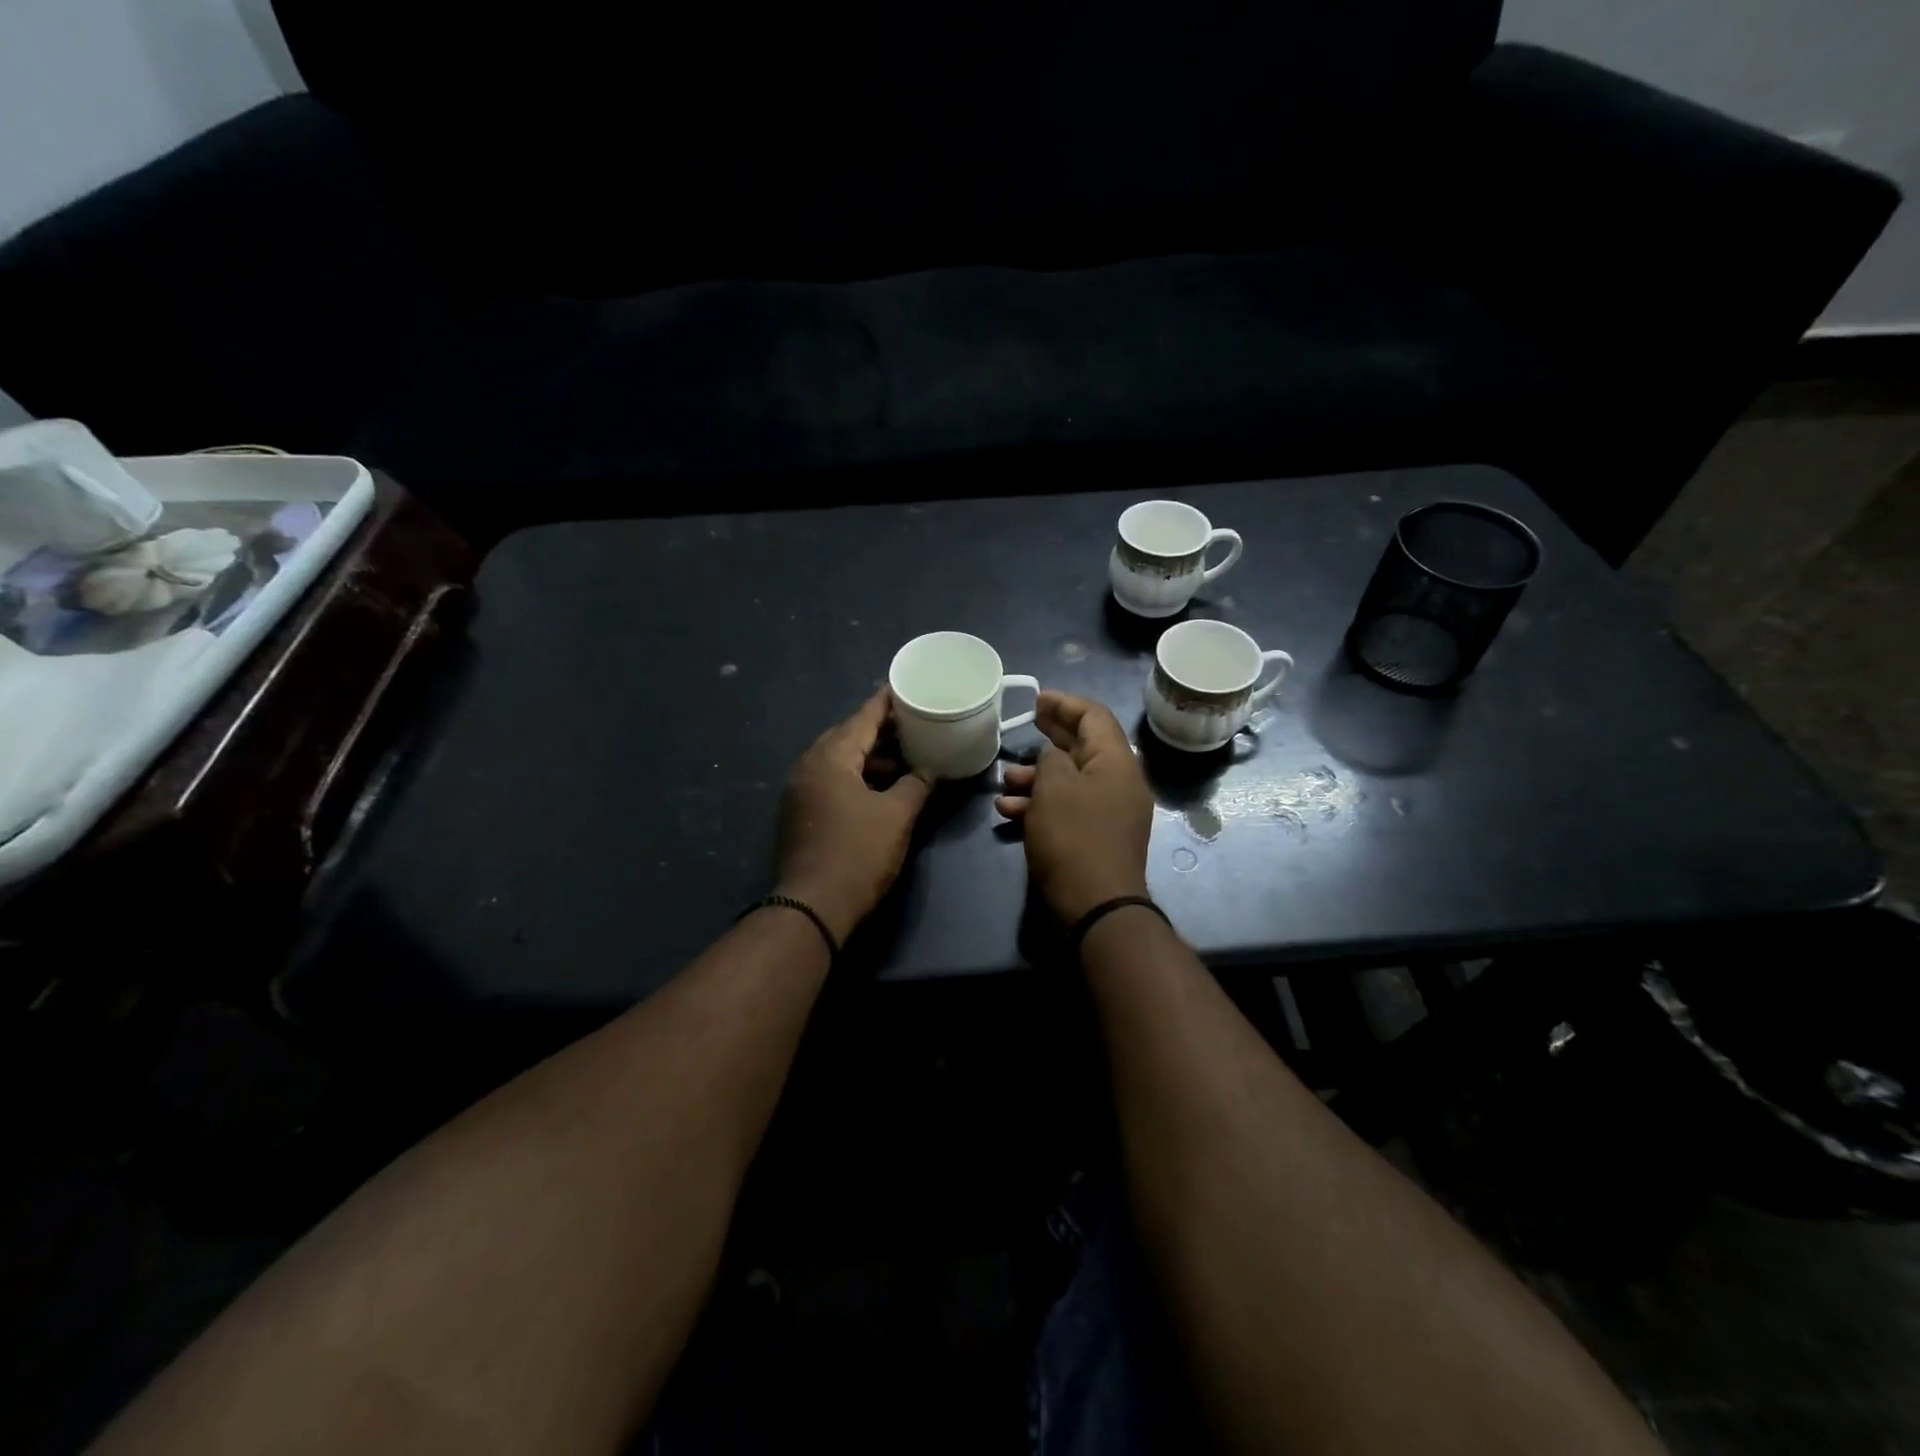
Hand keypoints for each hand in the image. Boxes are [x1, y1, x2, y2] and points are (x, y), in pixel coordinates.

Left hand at [776, 689, 932, 943]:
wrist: (813, 906)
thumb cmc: (858, 853)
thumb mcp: (897, 815)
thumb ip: (916, 785)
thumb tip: (929, 770)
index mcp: (830, 758)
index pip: (862, 718)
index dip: (885, 703)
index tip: (903, 687)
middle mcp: (807, 767)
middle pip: (845, 736)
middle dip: (877, 730)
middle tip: (908, 723)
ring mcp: (798, 792)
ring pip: (836, 761)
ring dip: (866, 757)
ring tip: (900, 758)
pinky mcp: (798, 814)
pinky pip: (828, 781)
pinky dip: (853, 777)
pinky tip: (876, 788)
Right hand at [994, 691, 1153, 924]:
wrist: (1096, 905)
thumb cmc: (1074, 836)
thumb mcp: (1054, 787)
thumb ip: (1050, 759)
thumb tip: (1053, 756)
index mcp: (1117, 762)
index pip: (1094, 716)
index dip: (1064, 703)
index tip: (1036, 699)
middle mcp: (1119, 782)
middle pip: (1083, 746)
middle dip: (1050, 735)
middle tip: (1023, 724)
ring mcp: (1109, 812)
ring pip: (1071, 780)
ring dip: (1037, 776)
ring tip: (1005, 780)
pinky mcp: (1096, 837)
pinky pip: (1069, 808)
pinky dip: (1042, 804)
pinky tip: (1009, 811)